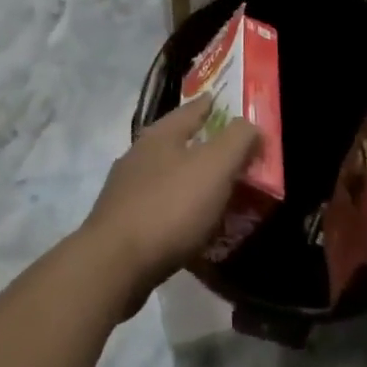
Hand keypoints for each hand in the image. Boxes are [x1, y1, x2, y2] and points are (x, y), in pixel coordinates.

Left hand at [81, 96, 259, 305]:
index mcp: (160, 134)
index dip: (210, 104)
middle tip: (227, 152)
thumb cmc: (170, 207)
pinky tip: (190, 225)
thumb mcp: (214, 167)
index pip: (191, 110)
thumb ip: (237, 141)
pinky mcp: (121, 222)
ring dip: (188, 179)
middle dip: (200, 144)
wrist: (115, 264)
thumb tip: (251, 124)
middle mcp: (139, 154)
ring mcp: (126, 188)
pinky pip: (159, 207)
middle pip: (176, 141)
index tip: (222, 101)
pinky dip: (177, 209)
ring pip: (165, 174)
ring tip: (213, 191)